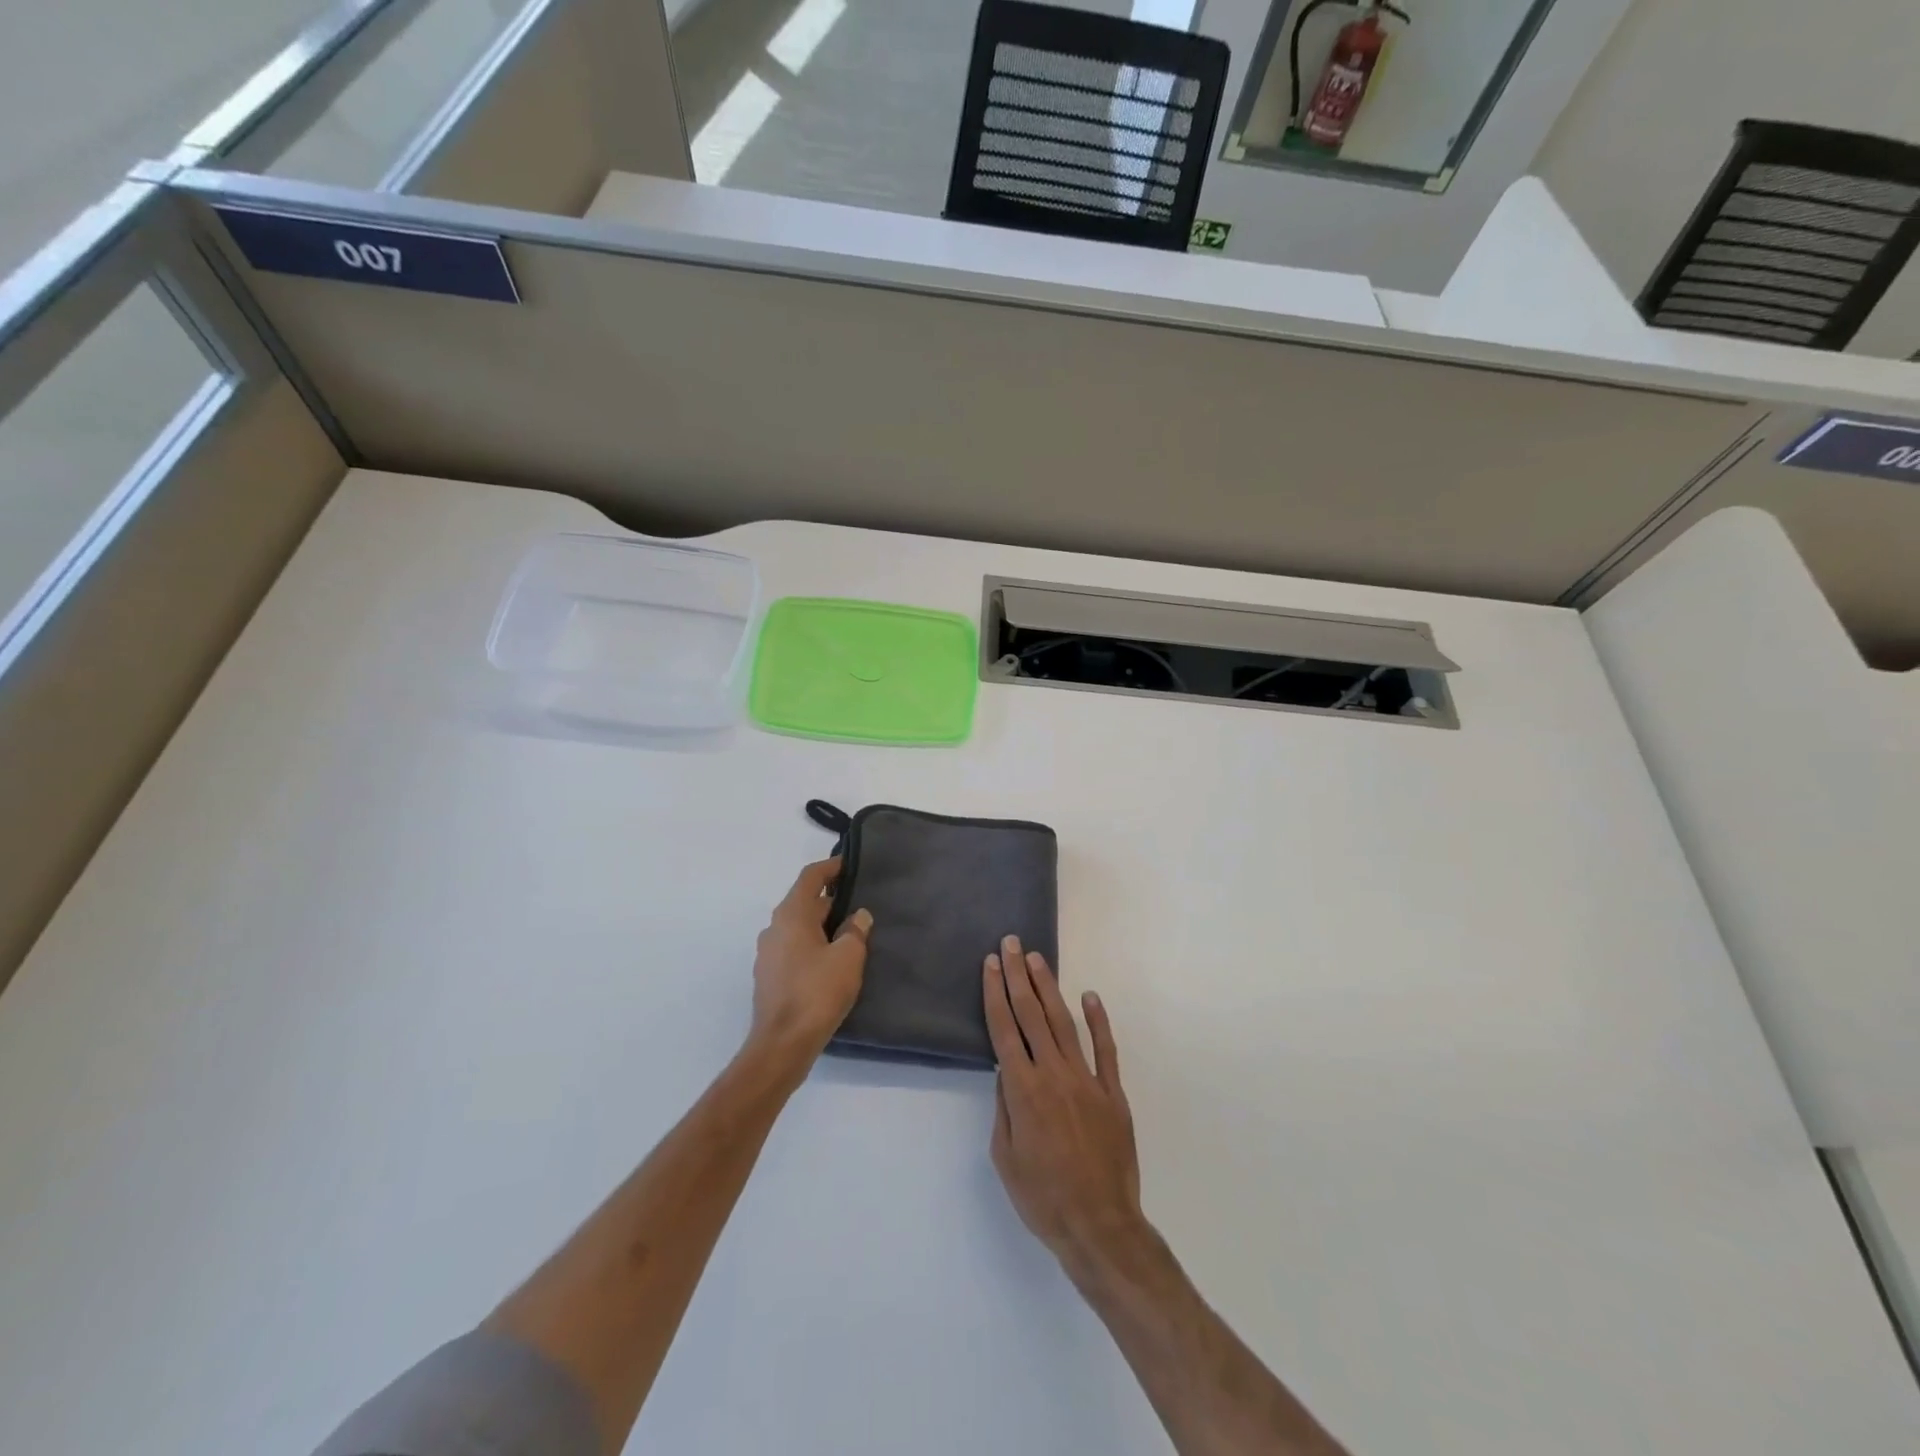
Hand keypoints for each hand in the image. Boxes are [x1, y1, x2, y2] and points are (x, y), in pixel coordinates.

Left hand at [748, 858, 871, 1064]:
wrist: (782, 1044)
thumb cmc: (817, 992)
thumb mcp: (848, 957)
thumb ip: (855, 931)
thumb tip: (858, 916)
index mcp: (791, 915)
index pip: (811, 877)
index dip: (831, 867)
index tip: (850, 865)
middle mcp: (774, 928)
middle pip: (804, 903)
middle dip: (832, 902)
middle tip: (860, 907)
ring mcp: (768, 954)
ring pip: (799, 928)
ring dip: (823, 927)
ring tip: (851, 936)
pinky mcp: (770, 977)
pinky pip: (794, 949)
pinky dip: (813, 947)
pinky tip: (833, 963)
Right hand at [985, 935, 1145, 1274]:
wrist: (1099, 1225)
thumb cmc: (1043, 1197)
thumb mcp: (1005, 1157)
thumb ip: (1004, 1107)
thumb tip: (1005, 1070)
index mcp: (1022, 1090)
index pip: (1004, 1029)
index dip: (995, 993)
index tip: (990, 964)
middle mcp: (1053, 1074)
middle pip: (1031, 1015)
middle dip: (1018, 976)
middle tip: (1012, 944)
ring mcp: (1086, 1080)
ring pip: (1064, 1023)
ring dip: (1049, 988)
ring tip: (1038, 959)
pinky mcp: (1112, 1092)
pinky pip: (1105, 1049)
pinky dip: (1098, 1021)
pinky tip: (1090, 997)